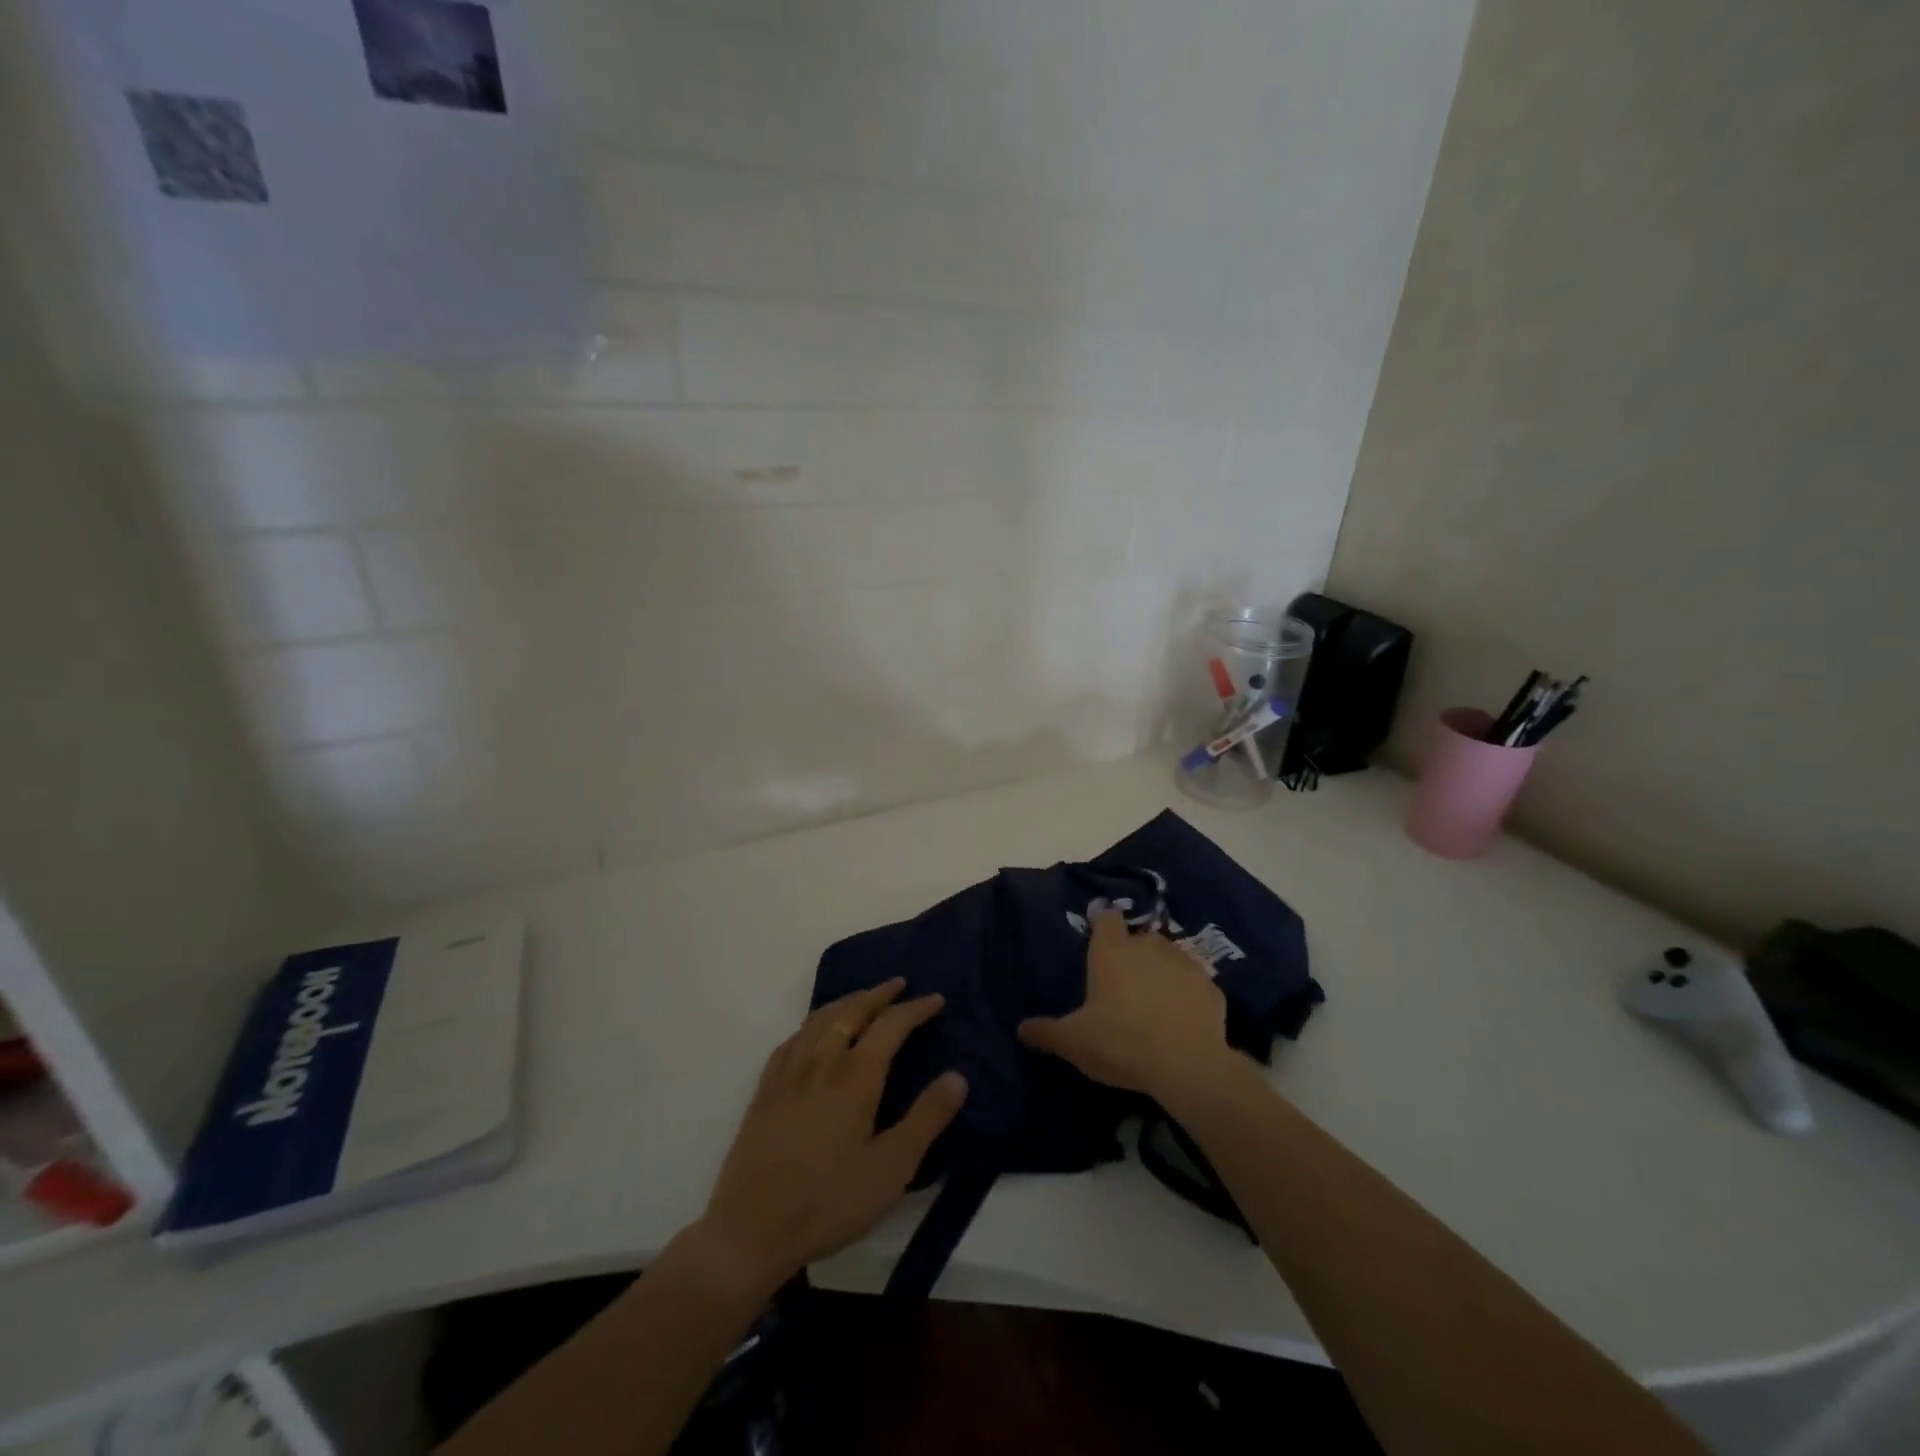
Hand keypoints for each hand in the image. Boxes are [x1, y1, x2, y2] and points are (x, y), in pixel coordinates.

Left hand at [696, 979, 967, 1297]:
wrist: (750, 1230)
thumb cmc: (829, 1201)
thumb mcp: (891, 1168)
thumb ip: (926, 1119)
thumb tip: (958, 1076)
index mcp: (855, 1076)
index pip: (891, 1025)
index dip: (915, 1008)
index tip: (936, 999)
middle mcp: (821, 1062)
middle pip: (852, 1011)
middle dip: (879, 994)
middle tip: (899, 984)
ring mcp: (788, 1073)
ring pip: (819, 1019)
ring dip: (846, 1001)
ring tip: (862, 999)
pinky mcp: (765, 1090)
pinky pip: (793, 1039)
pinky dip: (812, 1023)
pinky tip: (813, 1033)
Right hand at [1019, 910, 1233, 1102]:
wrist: (1188, 1065)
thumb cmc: (1120, 1042)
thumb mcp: (1074, 1042)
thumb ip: (1046, 1032)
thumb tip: (1021, 1029)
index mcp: (1111, 950)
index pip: (1106, 917)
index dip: (1101, 921)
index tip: (1097, 931)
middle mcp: (1148, 946)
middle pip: (1137, 938)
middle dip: (1131, 953)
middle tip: (1122, 981)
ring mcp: (1184, 963)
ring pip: (1168, 958)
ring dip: (1160, 971)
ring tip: (1152, 1001)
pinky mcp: (1211, 987)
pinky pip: (1193, 984)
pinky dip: (1186, 995)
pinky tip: (1181, 1018)